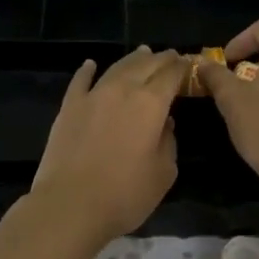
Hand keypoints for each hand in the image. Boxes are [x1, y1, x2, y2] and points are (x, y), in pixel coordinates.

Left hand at [31, 46, 186, 242]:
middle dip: (161, 59)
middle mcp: (123, 89)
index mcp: (151, 103)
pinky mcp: (69, 106)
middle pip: (146, 65)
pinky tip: (91, 64)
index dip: (182, 67)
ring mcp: (93, 95)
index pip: (171, 75)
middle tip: (171, 56)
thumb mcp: (163, 174)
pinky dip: (87, 70)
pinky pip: (81, 80)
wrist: (70, 205)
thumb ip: (168, 142)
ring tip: (143, 53)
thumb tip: (165, 123)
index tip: (189, 64)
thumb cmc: (124, 194)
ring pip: (117, 67)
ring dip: (133, 59)